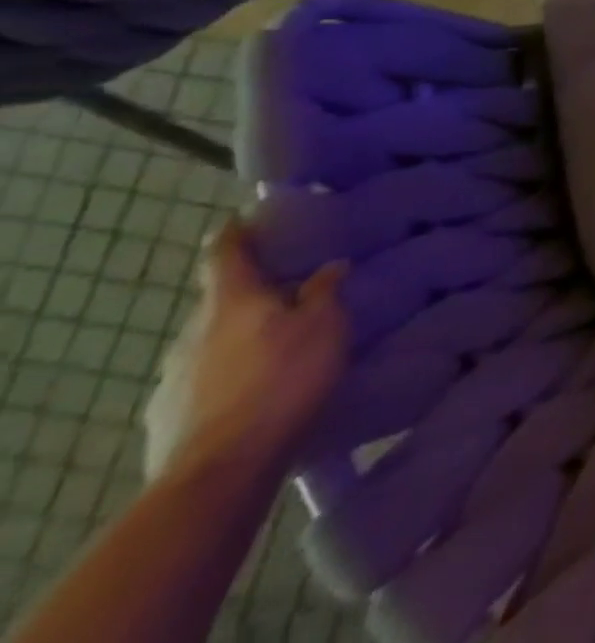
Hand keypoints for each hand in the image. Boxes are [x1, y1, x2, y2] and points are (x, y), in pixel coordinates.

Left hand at [143, 222, 348, 483]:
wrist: (218, 473)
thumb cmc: (281, 381)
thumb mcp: (324, 326)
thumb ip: (324, 292)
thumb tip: (328, 268)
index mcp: (231, 301)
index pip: (225, 254)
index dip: (235, 233)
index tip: (244, 219)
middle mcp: (192, 332)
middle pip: (220, 301)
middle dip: (250, 294)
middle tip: (287, 291)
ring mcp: (172, 379)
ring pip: (210, 343)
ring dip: (239, 338)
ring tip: (276, 348)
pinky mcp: (167, 419)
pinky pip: (203, 383)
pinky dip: (228, 377)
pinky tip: (253, 393)